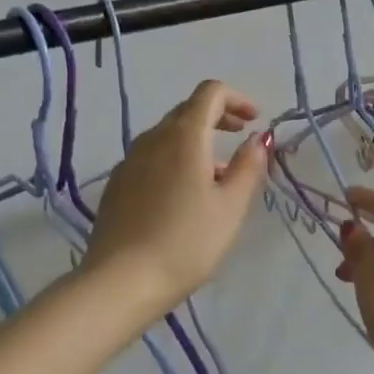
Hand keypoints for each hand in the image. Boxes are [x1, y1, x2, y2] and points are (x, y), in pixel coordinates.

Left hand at [84, 80, 267, 317]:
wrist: (122, 280)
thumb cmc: (187, 242)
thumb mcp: (230, 207)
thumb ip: (248, 167)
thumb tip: (257, 140)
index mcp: (184, 136)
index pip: (209, 93)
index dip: (236, 99)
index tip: (254, 120)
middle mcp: (152, 139)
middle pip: (186, 111)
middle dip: (217, 117)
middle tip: (240, 137)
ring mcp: (129, 161)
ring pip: (167, 136)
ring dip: (195, 141)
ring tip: (216, 173)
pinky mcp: (116, 185)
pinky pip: (150, 158)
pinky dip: (173, 160)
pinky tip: (182, 194)